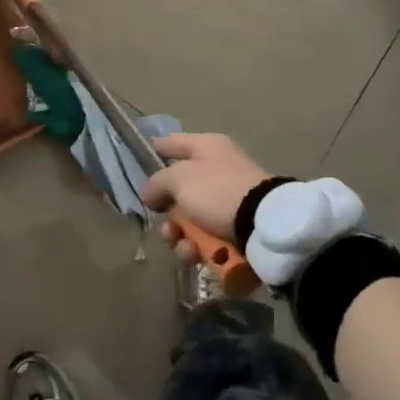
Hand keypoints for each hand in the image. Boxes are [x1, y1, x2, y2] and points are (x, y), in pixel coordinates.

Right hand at [141, 132, 270, 266]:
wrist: (265, 226)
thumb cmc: (218, 192)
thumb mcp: (179, 180)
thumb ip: (157, 183)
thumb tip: (151, 194)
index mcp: (207, 147)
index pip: (172, 143)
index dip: (153, 151)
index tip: (135, 164)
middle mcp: (217, 170)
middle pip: (178, 191)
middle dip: (167, 215)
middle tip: (167, 228)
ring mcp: (227, 200)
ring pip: (190, 219)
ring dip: (180, 237)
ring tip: (185, 248)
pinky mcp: (235, 228)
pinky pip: (206, 237)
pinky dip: (198, 248)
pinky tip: (197, 255)